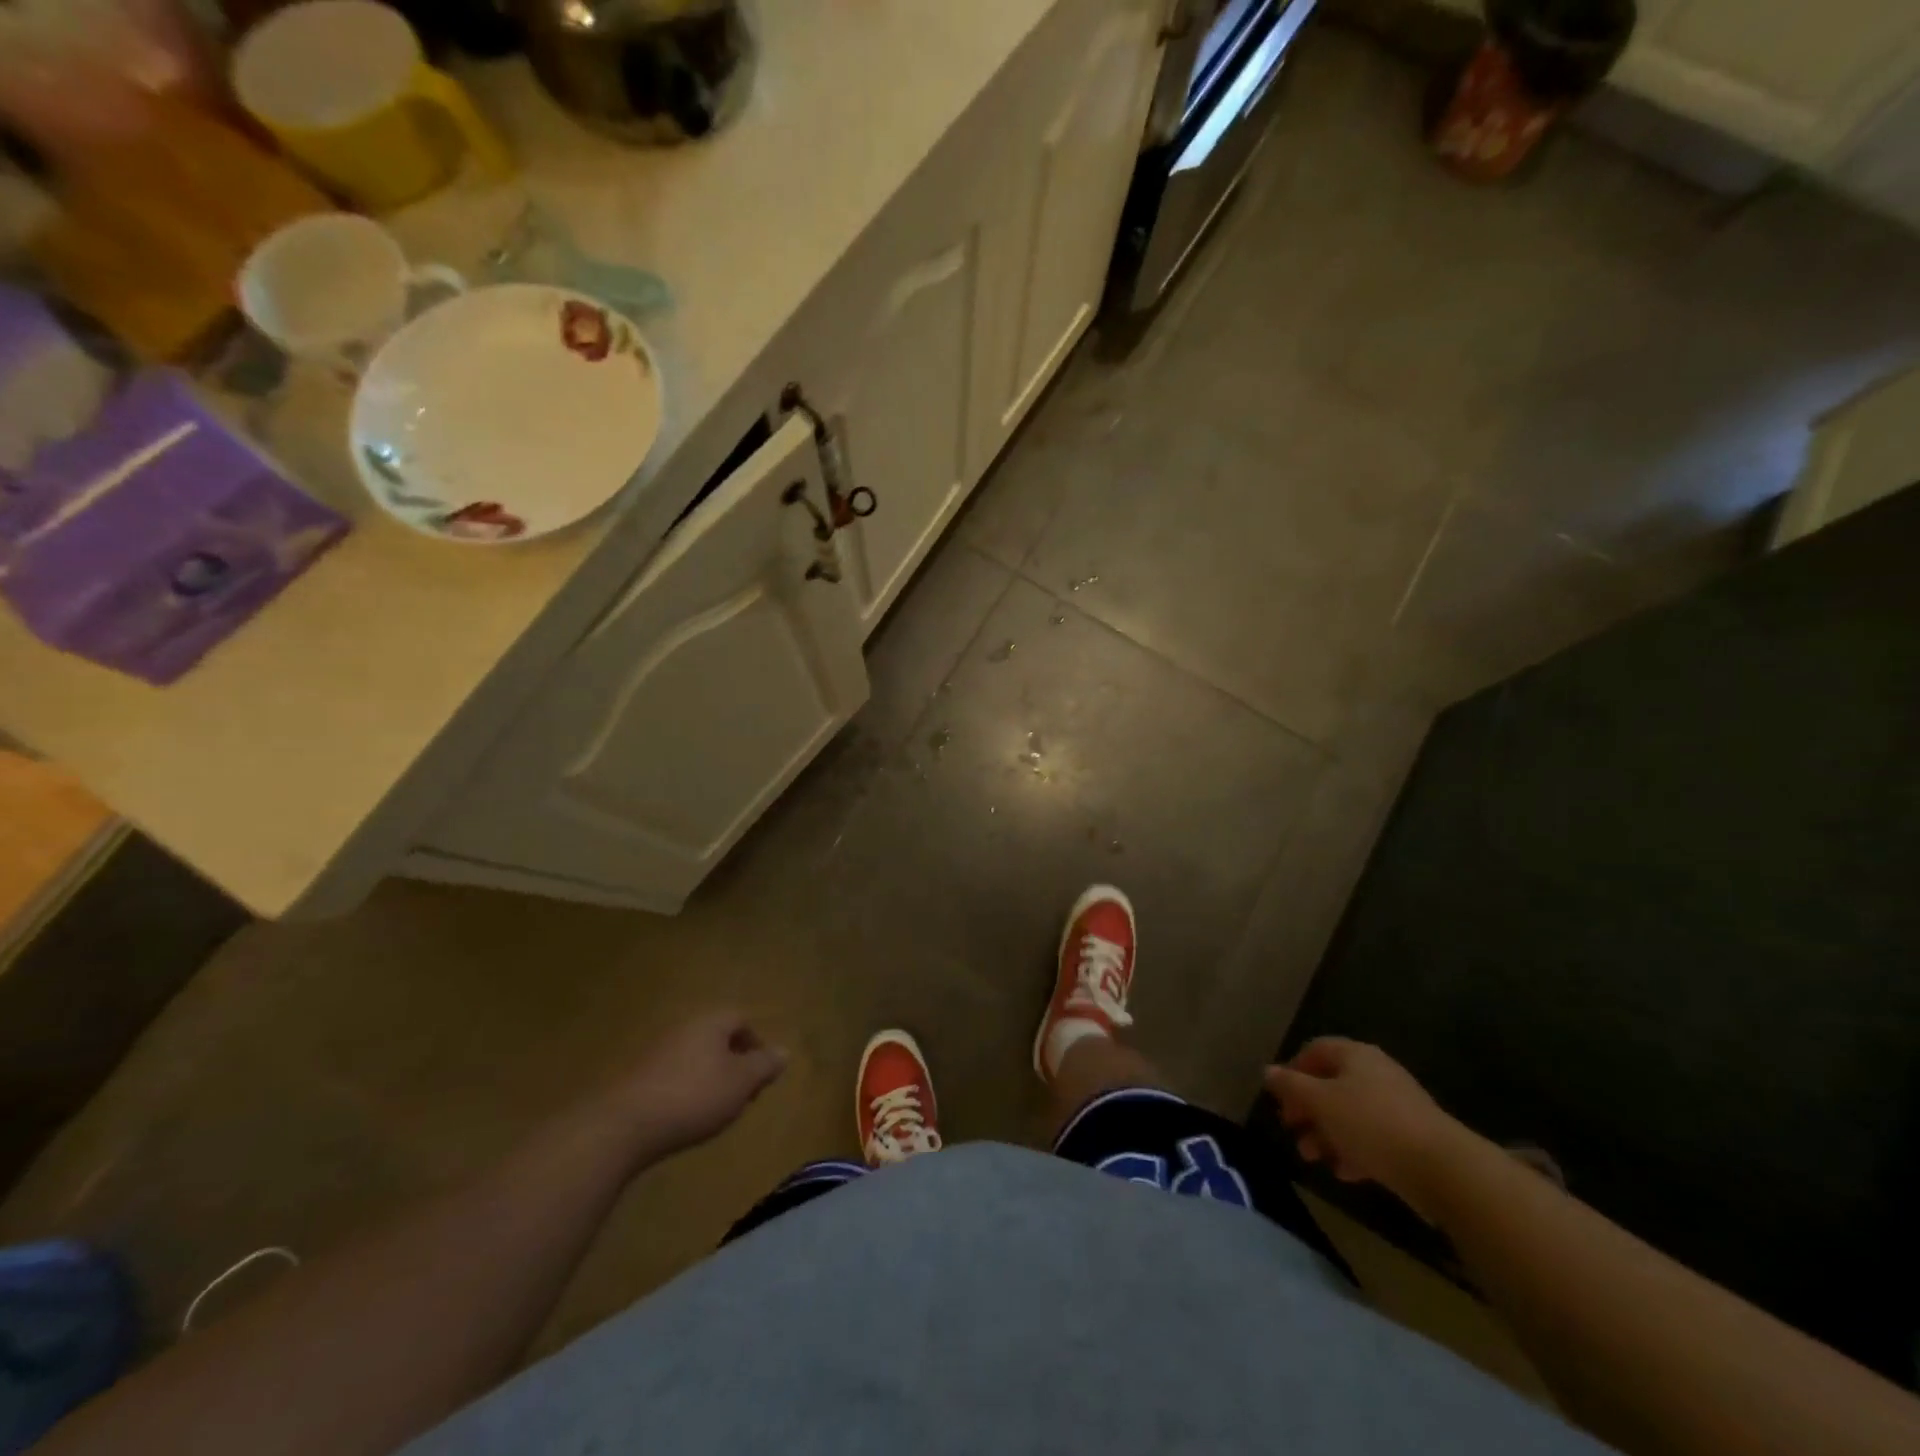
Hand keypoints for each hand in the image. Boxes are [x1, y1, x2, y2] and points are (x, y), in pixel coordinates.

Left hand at [621, 1011, 787, 1153]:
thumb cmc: (694, 1097)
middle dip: (734, 1063)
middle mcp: (683, 1028)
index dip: (756, 1044)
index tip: (761, 1074)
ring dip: (710, 1078)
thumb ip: (765, 1065)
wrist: (623, 1126)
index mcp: (710, 1022)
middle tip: (742, 1095)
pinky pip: (673, 1076)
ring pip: (695, 1057)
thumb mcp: (741, 1083)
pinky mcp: (637, 1077)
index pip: (741, 1019)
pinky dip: (685, 1090)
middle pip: (717, 1038)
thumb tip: (784, 1051)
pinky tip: (685, 1117)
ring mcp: (657, 1051)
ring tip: (715, 1110)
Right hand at [1263, 1038, 1465, 1217]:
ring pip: (1350, 1113)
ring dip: (1327, 1133)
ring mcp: (1397, 1105)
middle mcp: (1376, 1073)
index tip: (1279, 1097)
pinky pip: (1373, 1137)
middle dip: (1308, 1108)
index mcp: (1355, 1055)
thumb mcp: (1320, 1102)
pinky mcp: (1411, 1137)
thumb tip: (1269, 1072)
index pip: (1315, 1050)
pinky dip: (1354, 1150)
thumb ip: (1291, 1086)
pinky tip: (1344, 1172)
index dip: (1293, 1070)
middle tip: (1292, 1129)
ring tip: (1312, 1157)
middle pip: (1331, 1084)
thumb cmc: (1371, 1124)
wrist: (1442, 1168)